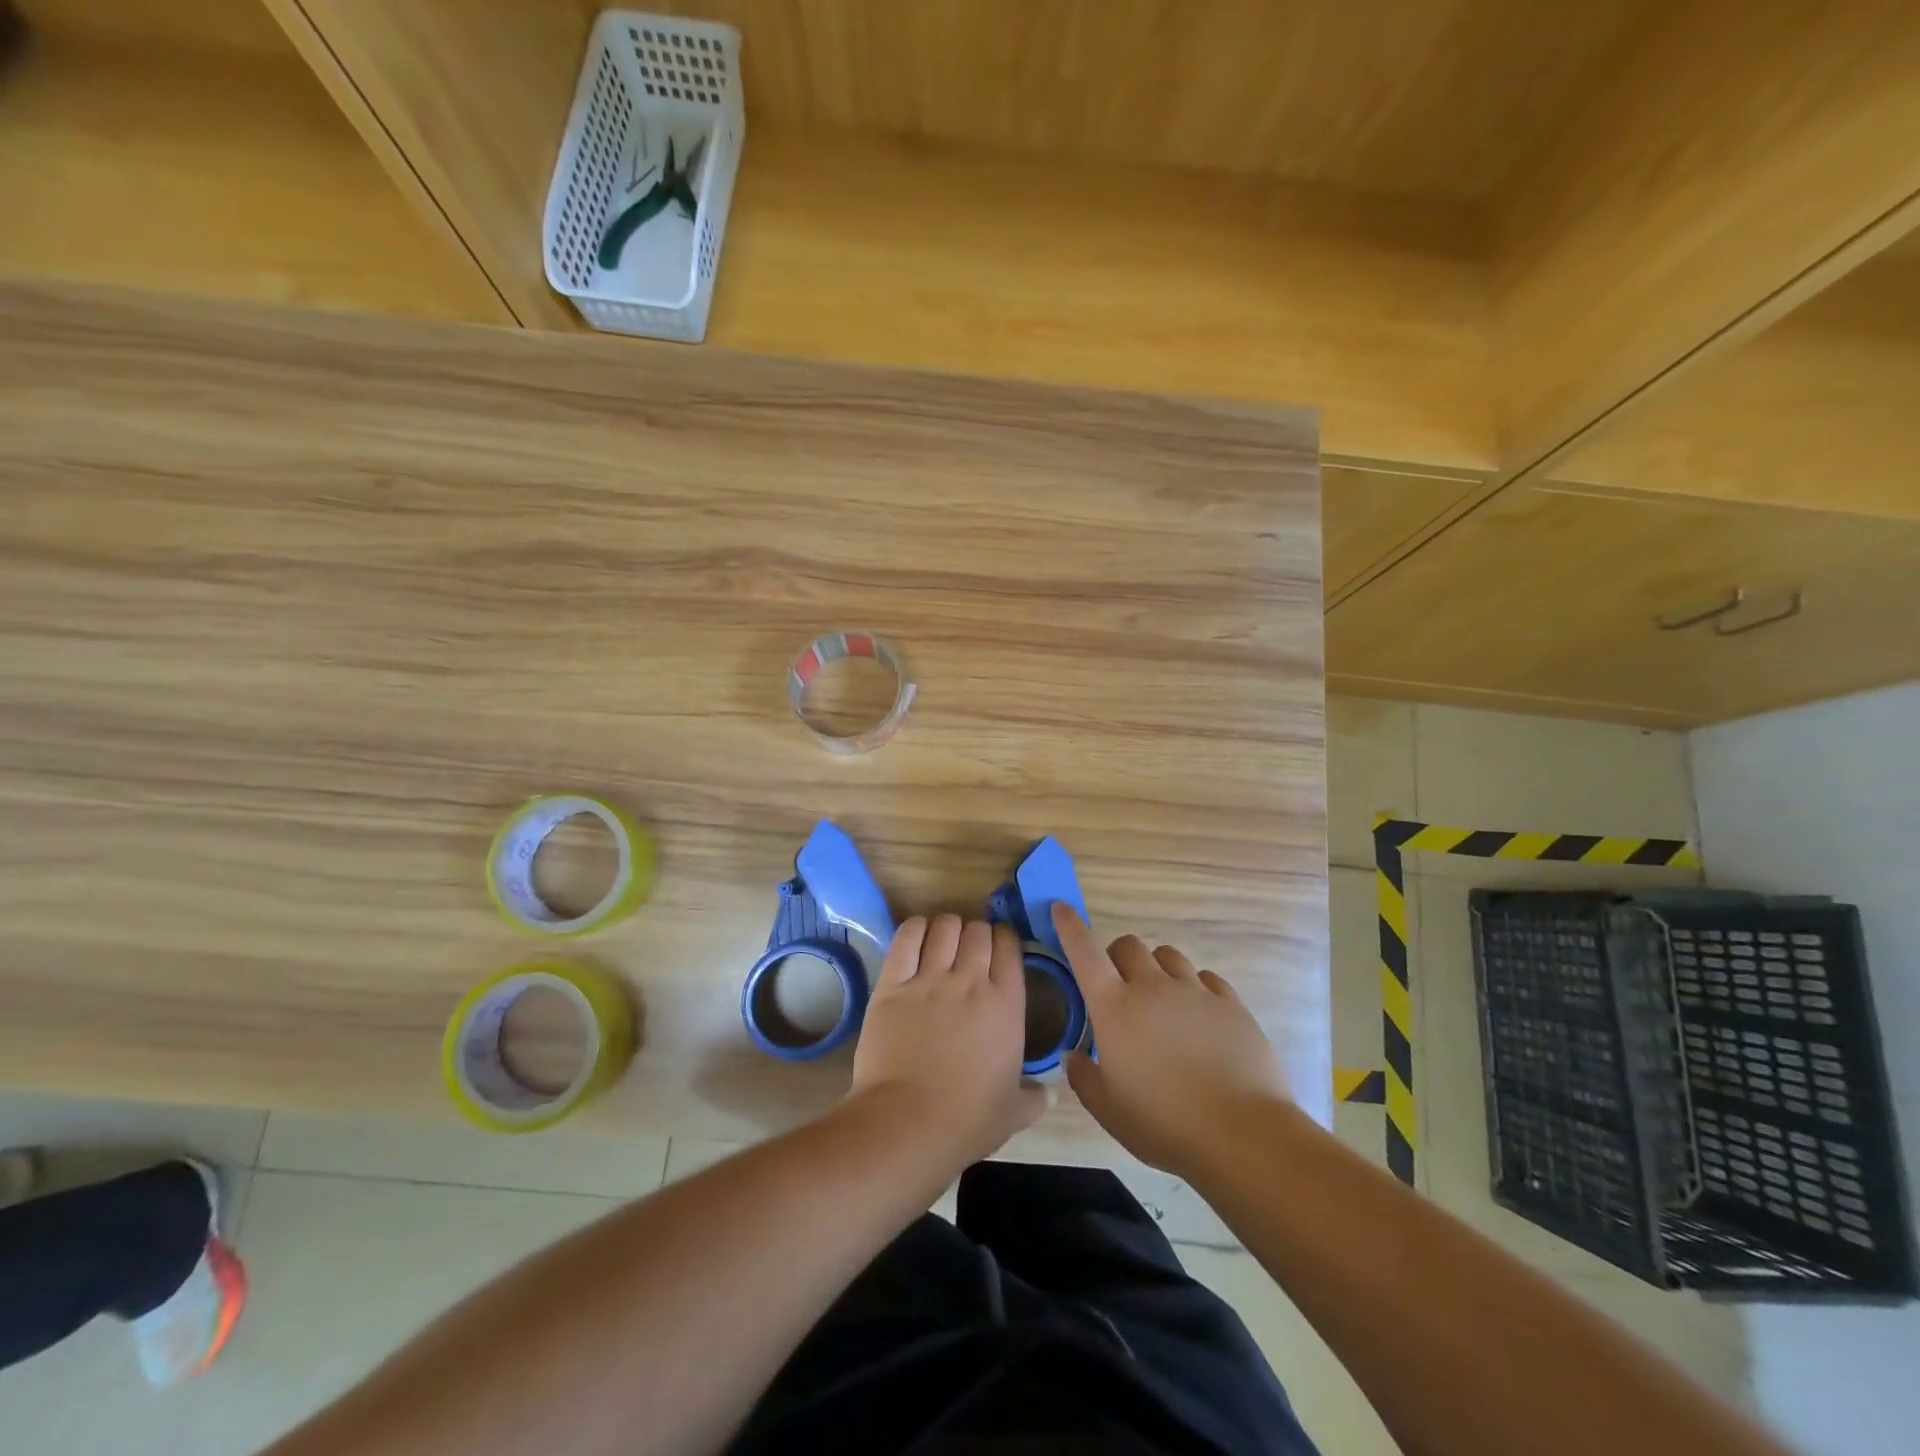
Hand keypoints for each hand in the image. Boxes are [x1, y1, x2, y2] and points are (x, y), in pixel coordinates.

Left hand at [850, 915, 1046, 1168]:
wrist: (908, 1124)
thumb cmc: (967, 1121)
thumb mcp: (1014, 1112)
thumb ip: (1036, 1098)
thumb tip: (1052, 1095)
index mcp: (1006, 1004)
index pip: (1009, 947)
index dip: (1005, 939)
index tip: (1000, 945)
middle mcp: (970, 981)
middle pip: (978, 931)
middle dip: (977, 931)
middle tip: (971, 945)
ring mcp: (929, 980)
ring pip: (944, 927)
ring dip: (948, 926)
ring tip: (944, 936)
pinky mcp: (892, 984)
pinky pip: (906, 939)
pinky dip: (915, 928)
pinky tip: (918, 932)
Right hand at [1054, 905, 1287, 1177]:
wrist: (1242, 1134)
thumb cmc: (1164, 1124)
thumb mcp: (1109, 1111)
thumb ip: (1084, 1078)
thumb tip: (1073, 1057)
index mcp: (1115, 1008)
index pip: (1084, 952)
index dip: (1070, 927)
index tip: (1062, 909)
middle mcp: (1152, 988)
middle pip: (1128, 945)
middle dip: (1117, 957)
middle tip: (1120, 988)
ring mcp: (1195, 991)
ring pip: (1168, 955)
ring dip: (1156, 968)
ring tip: (1161, 1000)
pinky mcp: (1230, 1003)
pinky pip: (1206, 978)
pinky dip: (1194, 988)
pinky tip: (1198, 1016)